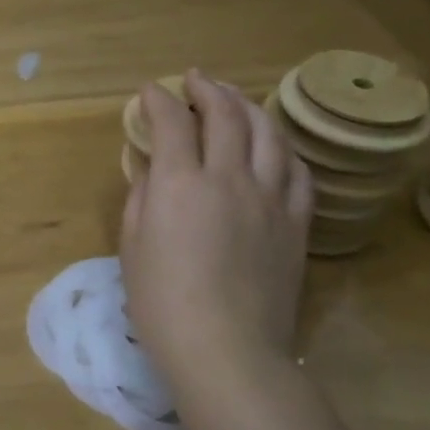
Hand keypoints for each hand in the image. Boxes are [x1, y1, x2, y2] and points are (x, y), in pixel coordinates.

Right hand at [121, 71, 312, 399]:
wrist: (227, 349)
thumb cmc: (162, 302)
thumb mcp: (132, 246)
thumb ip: (141, 197)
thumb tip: (151, 168)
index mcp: (181, 184)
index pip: (173, 122)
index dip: (159, 100)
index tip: (149, 92)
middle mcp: (230, 178)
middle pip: (226, 116)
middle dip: (207, 89)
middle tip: (194, 80)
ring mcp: (270, 198)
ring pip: (268, 133)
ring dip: (248, 106)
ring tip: (234, 97)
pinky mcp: (295, 222)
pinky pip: (296, 170)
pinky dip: (281, 147)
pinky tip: (272, 145)